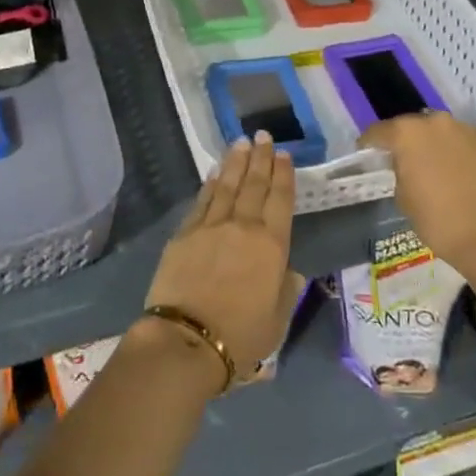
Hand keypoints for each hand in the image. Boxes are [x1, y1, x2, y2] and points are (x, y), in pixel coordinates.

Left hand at [142, 133, 305, 390]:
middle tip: (263, 136)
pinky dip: (210, 184)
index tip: (283, 154)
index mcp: (272, 245)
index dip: (283, 175)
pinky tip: (214, 173)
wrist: (187, 339)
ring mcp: (211, 226)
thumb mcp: (278, 321)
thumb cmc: (241, 336)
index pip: (280, 200)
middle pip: (254, 184)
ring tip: (241, 143)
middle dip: (260, 158)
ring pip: (227, 185)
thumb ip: (287, 290)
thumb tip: (291, 271)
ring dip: (235, 162)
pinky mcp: (184, 233)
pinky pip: (202, 201)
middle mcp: (243, 226)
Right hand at [362, 112, 475, 282]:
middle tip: (400, 160)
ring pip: (437, 132)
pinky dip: (452, 152)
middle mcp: (434, 122)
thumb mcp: (403, 198)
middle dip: (403, 141)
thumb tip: (406, 166)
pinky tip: (454, 172)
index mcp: (406, 134)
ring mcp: (463, 130)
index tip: (366, 154)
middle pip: (410, 126)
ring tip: (430, 166)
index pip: (378, 132)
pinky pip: (459, 142)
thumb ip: (399, 172)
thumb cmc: (439, 221)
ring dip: (430, 144)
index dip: (369, 144)